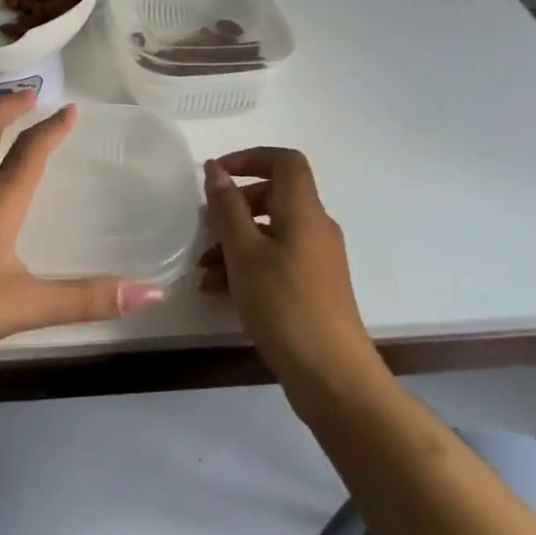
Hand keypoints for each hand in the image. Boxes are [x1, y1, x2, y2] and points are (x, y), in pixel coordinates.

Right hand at [199, 148, 385, 408]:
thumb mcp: (245, 253)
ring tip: (203, 269)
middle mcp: (315, 228)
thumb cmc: (285, 306)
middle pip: (274, 196)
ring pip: (271, 232)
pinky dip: (248, 265)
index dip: (250, 157)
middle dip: (234, 207)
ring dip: (235, 241)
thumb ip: (227, 208)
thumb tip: (216, 169)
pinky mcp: (314, 287)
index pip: (285, 161)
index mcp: (304, 211)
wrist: (333, 377)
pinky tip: (218, 291)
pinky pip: (276, 259)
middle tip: (203, 227)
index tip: (217, 174)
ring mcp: (317, 259)